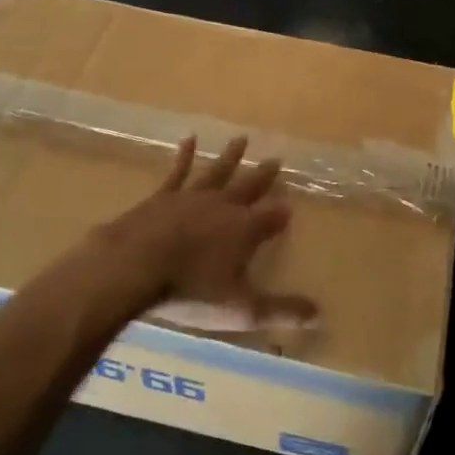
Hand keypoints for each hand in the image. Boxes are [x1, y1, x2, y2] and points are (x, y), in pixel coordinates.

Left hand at [89, 135, 316, 333]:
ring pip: (218, 171)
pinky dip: (185, 156)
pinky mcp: (163, 197)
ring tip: (241, 139)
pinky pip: (178, 172)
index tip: (290, 205)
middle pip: (249, 186)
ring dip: (231, 157)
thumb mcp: (241, 308)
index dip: (281, 213)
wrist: (134, 266)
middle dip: (263, 175)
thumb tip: (320, 315)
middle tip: (277, 159)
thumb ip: (280, 310)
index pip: (272, 217)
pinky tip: (189, 140)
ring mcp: (192, 197)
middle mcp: (224, 206)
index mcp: (245, 230)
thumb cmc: (191, 290)